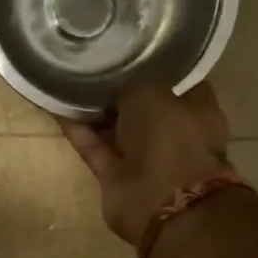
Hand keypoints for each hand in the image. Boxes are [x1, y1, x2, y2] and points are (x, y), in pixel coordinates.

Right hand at [58, 80, 230, 244]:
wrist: (164, 204)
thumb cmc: (170, 138)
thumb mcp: (151, 93)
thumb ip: (133, 84)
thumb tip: (116, 85)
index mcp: (198, 110)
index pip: (176, 82)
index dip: (152, 68)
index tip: (127, 53)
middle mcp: (174, 134)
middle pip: (143, 108)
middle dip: (120, 93)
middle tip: (93, 69)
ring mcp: (145, 158)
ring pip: (117, 129)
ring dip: (95, 113)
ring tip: (69, 86)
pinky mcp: (117, 177)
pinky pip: (95, 147)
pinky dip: (79, 132)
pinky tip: (59, 111)